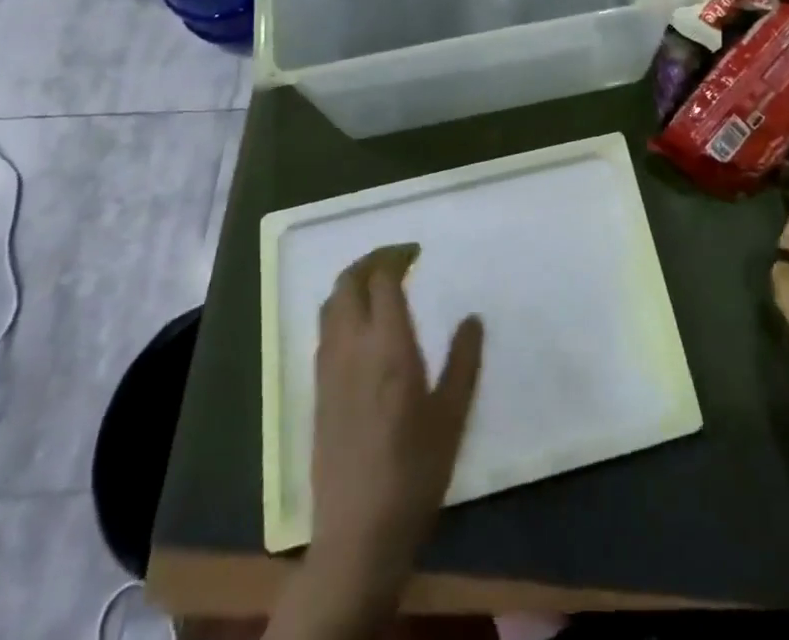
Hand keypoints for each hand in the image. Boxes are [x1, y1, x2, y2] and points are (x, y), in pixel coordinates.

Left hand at [308, 243, 483, 601]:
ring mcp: (328, 369)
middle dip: (369, 261)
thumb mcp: (452, 416)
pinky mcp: (317, 392)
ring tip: (379, 285)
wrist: (357, 535)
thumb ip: (463, 361)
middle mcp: (352, 347)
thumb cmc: (414, 472)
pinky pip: (325, 331)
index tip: (417, 252)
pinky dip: (341, 310)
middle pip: (347, 283)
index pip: (382, 280)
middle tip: (397, 260)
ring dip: (352, 283)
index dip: (397, 256)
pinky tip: (361, 327)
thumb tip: (472, 319)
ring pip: (330, 304)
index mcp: (388, 346)